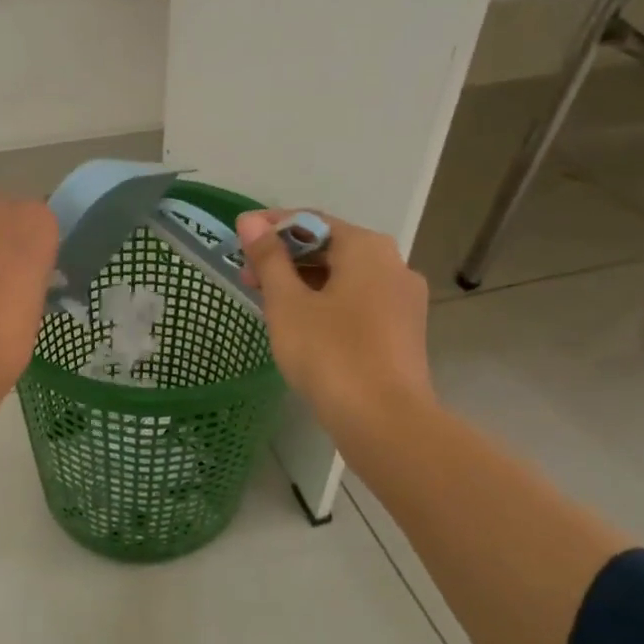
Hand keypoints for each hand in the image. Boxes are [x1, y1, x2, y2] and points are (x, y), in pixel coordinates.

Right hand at [236, 209, 434, 440]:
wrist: (385, 422)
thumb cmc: (330, 354)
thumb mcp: (287, 304)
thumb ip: (268, 259)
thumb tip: (250, 220)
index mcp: (367, 248)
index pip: (313, 221)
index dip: (272, 227)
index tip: (240, 240)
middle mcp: (393, 264)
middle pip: (331, 248)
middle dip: (287, 259)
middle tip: (248, 278)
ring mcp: (404, 300)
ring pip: (345, 278)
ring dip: (305, 283)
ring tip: (268, 304)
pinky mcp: (403, 332)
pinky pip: (359, 304)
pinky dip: (327, 304)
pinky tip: (302, 326)